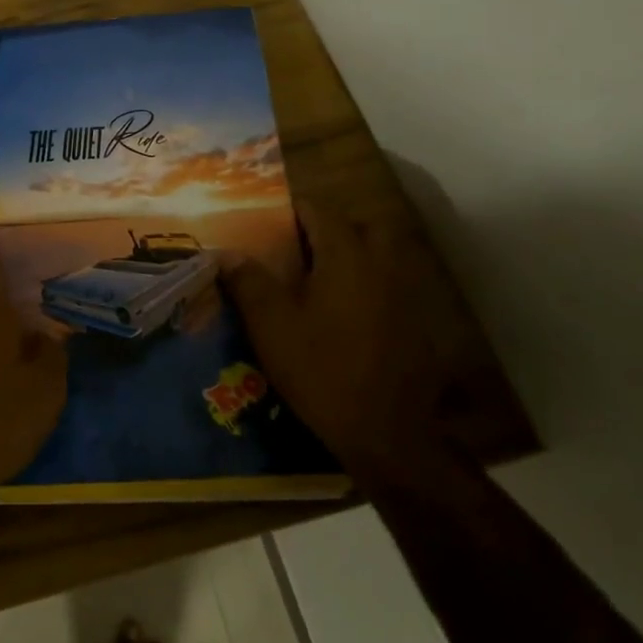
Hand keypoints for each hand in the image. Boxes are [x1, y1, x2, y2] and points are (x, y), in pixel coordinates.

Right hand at [224, 201, 441, 466]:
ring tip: (318, 278)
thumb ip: (248, 282)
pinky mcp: (416, 324)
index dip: (292, 209)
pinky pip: (389, 286)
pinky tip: (343, 314)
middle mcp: (382, 265)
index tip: (267, 218)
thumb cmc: (322, 371)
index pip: (319, 211)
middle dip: (331, 228)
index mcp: (346, 256)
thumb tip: (226, 252)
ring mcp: (405, 294)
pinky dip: (367, 286)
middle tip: (299, 247)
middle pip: (360, 226)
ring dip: (352, 256)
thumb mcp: (272, 326)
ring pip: (380, 256)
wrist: (387, 433)